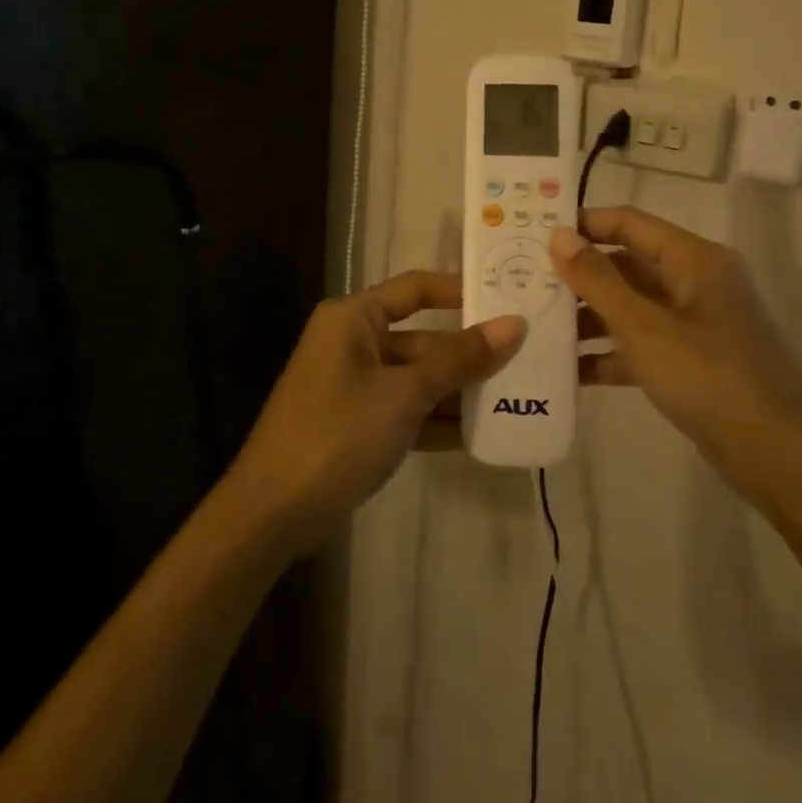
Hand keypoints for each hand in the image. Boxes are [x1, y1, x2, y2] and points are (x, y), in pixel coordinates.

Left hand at [227, 272, 524, 550]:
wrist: (273, 512)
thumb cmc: (337, 433)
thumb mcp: (403, 394)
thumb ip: (459, 360)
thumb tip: (513, 325)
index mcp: (353, 318)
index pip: (415, 289)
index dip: (460, 290)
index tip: (507, 296)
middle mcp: (353, 343)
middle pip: (422, 339)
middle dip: (469, 354)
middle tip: (529, 358)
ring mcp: (354, 386)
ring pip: (417, 378)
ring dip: (459, 391)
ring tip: (518, 397)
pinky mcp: (357, 424)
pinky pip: (407, 411)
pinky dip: (437, 420)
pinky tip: (482, 434)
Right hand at [550, 208, 801, 496]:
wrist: (776, 455)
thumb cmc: (709, 377)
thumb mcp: (644, 326)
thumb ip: (597, 280)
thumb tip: (559, 236)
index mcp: (693, 259)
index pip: (628, 223)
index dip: (583, 224)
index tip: (535, 234)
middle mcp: (695, 282)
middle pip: (626, 265)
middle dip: (578, 276)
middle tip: (525, 282)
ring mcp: (694, 323)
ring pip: (630, 306)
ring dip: (588, 316)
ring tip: (537, 326)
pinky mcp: (691, 360)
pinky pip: (641, 343)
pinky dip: (609, 351)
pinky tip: (567, 369)